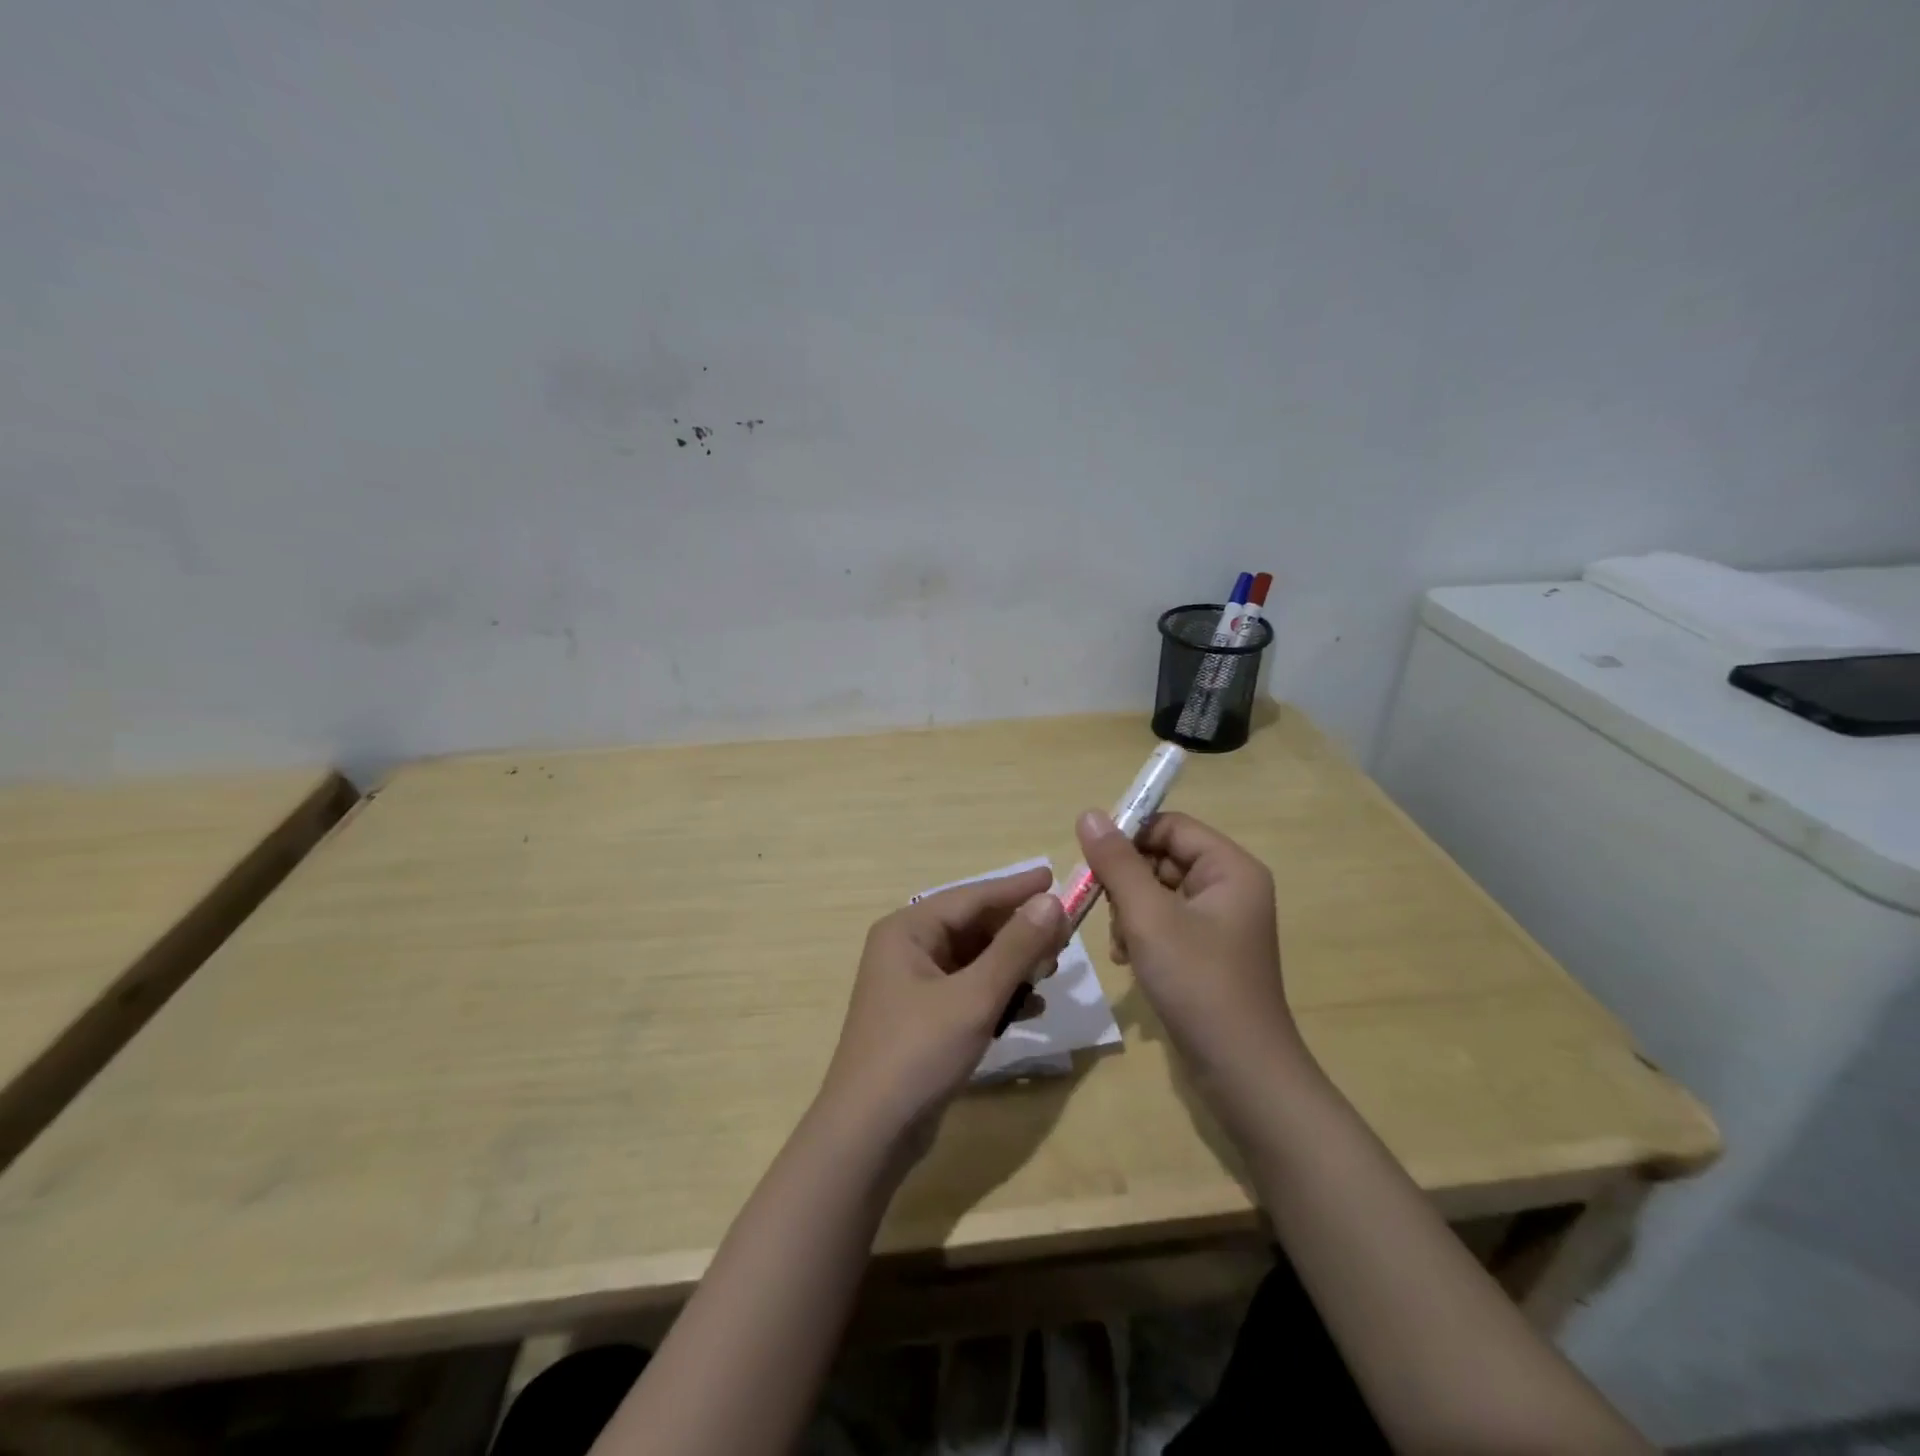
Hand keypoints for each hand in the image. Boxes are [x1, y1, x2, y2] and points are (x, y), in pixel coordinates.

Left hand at [820, 865, 1066, 1140]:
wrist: (869, 1135)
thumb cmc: (918, 1052)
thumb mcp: (974, 997)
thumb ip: (1015, 947)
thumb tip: (1051, 901)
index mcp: (907, 931)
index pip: (971, 897)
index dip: (1015, 889)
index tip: (1053, 877)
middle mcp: (907, 950)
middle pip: (973, 927)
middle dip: (1018, 931)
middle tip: (1064, 933)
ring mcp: (913, 986)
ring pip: (974, 961)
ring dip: (1012, 964)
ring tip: (1052, 970)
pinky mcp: (923, 1019)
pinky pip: (968, 991)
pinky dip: (998, 995)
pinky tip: (1032, 1008)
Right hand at [1076, 809, 1303, 1090]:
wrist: (1242, 1073)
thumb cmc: (1198, 983)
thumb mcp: (1149, 917)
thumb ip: (1117, 862)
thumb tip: (1089, 813)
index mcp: (1230, 868)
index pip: (1170, 826)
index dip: (1129, 835)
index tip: (1091, 860)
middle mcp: (1230, 887)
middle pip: (1162, 857)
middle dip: (1126, 882)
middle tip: (1101, 908)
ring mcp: (1219, 922)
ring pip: (1157, 891)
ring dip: (1128, 911)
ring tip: (1120, 944)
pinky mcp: (1207, 951)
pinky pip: (1165, 922)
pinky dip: (1141, 934)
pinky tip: (1127, 959)